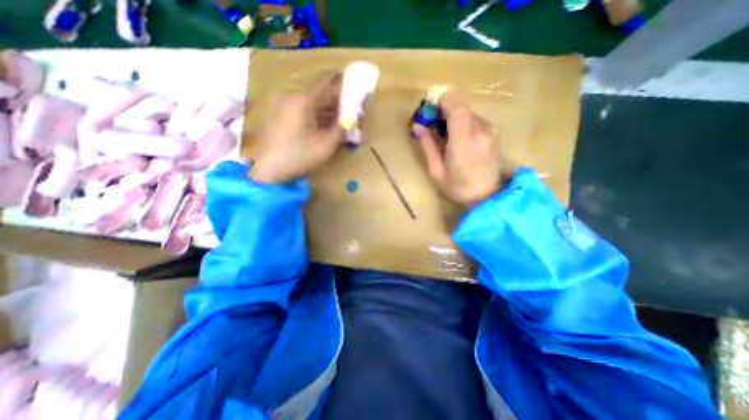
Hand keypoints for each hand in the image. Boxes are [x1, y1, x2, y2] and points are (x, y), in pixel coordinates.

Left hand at [252, 72, 344, 182]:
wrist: (268, 170)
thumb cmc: (299, 157)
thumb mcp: (326, 145)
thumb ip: (342, 129)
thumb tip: (352, 118)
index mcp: (303, 101)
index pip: (326, 82)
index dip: (342, 84)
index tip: (354, 88)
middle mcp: (291, 97)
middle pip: (318, 94)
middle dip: (336, 101)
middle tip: (350, 111)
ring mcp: (282, 105)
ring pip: (310, 103)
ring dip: (326, 110)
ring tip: (340, 121)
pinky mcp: (278, 115)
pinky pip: (301, 110)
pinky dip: (314, 115)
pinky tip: (323, 126)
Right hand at [412, 93, 518, 207]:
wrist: (487, 195)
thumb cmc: (458, 187)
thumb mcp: (436, 171)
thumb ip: (428, 146)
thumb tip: (417, 126)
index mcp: (464, 142)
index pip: (457, 106)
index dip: (443, 100)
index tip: (430, 108)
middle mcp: (480, 130)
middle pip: (461, 106)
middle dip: (445, 109)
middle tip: (433, 124)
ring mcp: (490, 130)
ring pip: (468, 111)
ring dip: (454, 117)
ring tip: (445, 134)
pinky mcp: (494, 131)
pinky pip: (475, 118)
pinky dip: (463, 122)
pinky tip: (459, 138)